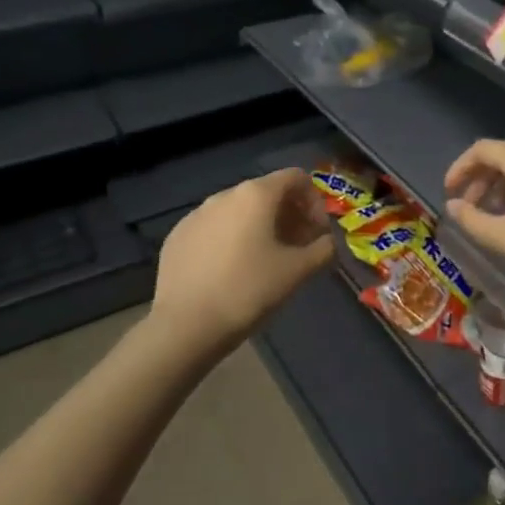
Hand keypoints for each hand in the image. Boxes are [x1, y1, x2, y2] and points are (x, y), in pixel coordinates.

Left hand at [154, 169, 333, 348]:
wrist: (184, 326)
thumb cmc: (248, 291)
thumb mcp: (297, 272)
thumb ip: (322, 249)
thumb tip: (328, 242)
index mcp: (256, 195)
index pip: (296, 177)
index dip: (314, 200)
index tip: (318, 233)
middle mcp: (224, 195)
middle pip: (267, 192)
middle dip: (289, 215)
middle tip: (298, 248)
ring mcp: (196, 214)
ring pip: (238, 210)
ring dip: (260, 226)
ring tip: (265, 260)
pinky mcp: (177, 236)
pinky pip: (214, 228)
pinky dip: (231, 238)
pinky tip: (231, 271)